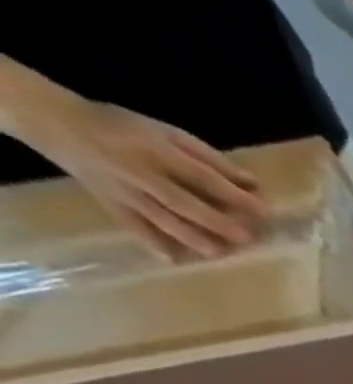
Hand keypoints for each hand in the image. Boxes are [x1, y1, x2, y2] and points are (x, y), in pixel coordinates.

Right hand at [23, 95, 267, 257]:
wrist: (58, 123)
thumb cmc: (125, 128)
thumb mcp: (167, 132)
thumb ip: (210, 159)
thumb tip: (254, 184)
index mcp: (155, 149)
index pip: (200, 175)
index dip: (232, 195)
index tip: (264, 211)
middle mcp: (139, 172)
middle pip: (181, 201)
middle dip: (215, 221)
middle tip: (246, 238)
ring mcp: (124, 191)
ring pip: (161, 218)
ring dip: (192, 238)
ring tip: (220, 252)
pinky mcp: (111, 204)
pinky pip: (134, 227)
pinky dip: (153, 244)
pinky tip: (175, 260)